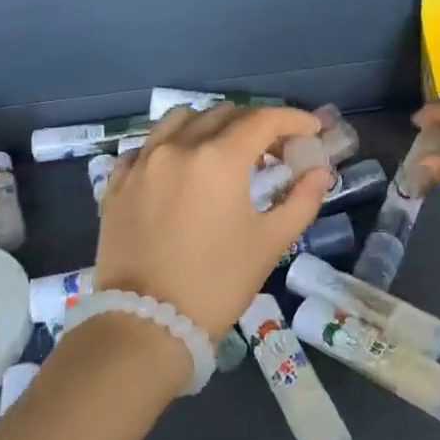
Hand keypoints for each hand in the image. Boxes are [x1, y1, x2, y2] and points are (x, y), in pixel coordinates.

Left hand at [95, 104, 331, 340]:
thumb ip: (302, 200)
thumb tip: (321, 171)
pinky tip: (181, 169)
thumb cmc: (218, 283)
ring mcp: (142, 162)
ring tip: (225, 151)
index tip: (311, 130)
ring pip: (181, 120)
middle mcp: (179, 147)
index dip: (294, 119)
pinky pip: (147, 146)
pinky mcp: (117, 183)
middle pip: (225, 114)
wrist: (147, 325)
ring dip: (211, 125)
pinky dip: (171, 145)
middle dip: (256, 124)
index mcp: (220, 158)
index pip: (264, 119)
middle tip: (274, 150)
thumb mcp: (270, 242)